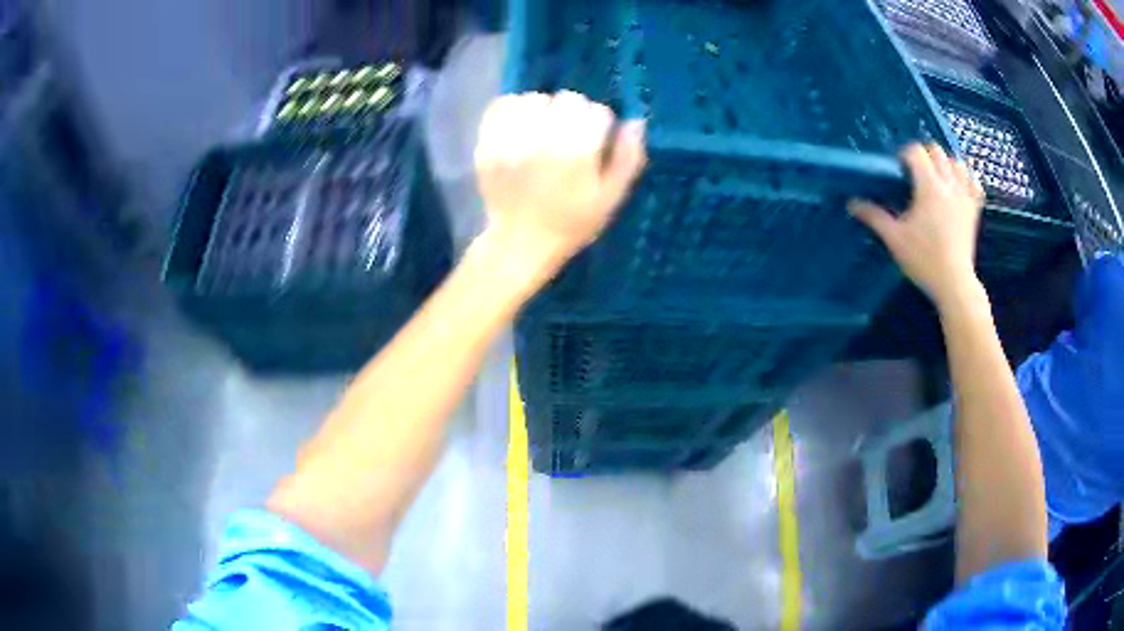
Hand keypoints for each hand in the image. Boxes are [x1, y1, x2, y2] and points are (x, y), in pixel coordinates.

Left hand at [474, 91, 646, 274]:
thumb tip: (635, 122)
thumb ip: (628, 158)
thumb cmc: (572, 223)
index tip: (594, 142)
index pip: (597, 111)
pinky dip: (513, 109)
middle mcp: (543, 139)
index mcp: (577, 153)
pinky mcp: (488, 143)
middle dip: (573, 113)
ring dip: (543, 110)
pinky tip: (520, 126)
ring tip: (542, 131)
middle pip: (567, 99)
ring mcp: (511, 140)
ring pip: (535, 98)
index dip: (600, 125)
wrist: (519, 242)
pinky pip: (502, 105)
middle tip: (568, 136)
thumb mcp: (611, 198)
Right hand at [849, 143, 985, 308]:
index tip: (898, 169)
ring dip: (945, 163)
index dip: (904, 154)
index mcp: (929, 187)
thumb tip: (851, 203)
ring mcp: (964, 196)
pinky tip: (957, 186)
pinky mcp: (974, 209)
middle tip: (914, 172)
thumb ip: (874, 216)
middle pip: (937, 151)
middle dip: (924, 155)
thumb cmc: (924, 260)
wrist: (954, 283)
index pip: (916, 152)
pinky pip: (974, 183)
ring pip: (957, 163)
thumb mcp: (895, 238)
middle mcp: (949, 185)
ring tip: (935, 177)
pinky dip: (966, 179)